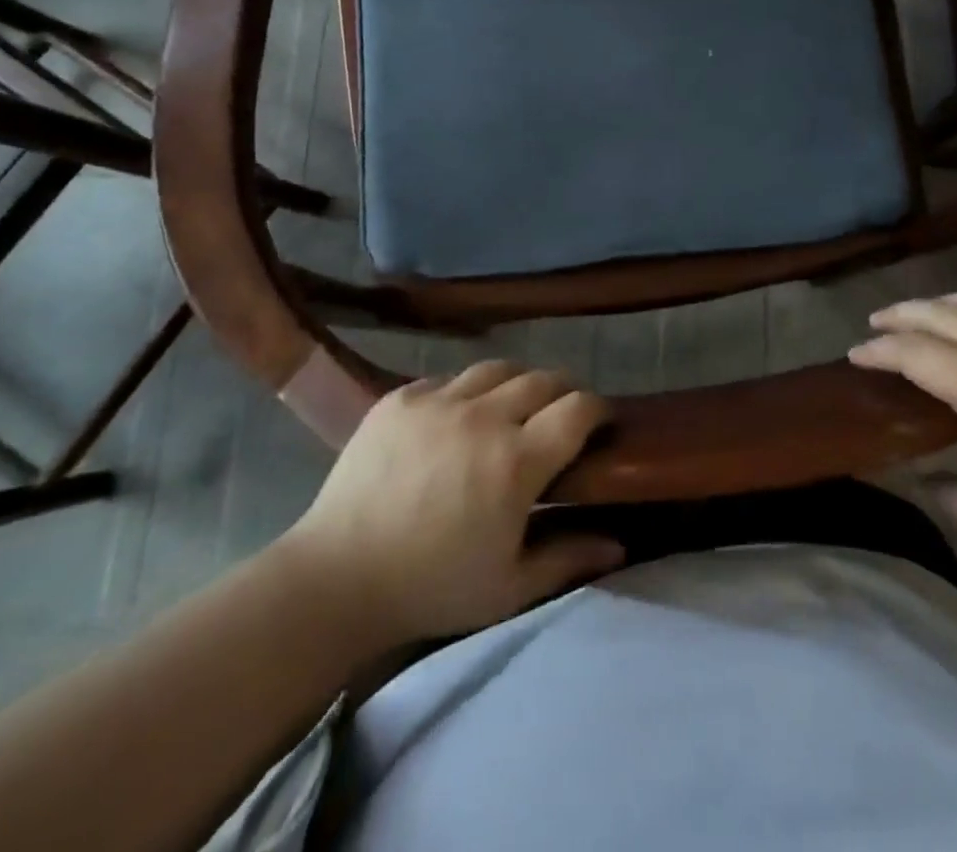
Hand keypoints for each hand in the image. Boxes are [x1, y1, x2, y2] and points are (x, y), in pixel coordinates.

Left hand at [277, 363, 623, 644]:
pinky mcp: (401, 397)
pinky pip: (449, 378)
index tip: (601, 422)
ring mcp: (439, 401)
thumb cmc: (432, 588)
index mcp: (517, 461)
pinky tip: (458, 417)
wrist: (337, 578)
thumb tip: (619, 544)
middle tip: (560, 415)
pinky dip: (466, 391)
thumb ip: (568, 558)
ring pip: (497, 368)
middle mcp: (484, 417)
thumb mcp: (509, 587)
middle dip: (563, 391)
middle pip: (543, 378)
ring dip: (517, 382)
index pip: (578, 408)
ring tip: (513, 406)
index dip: (598, 409)